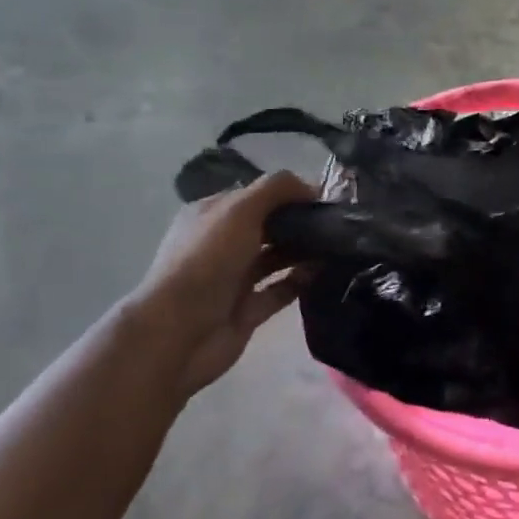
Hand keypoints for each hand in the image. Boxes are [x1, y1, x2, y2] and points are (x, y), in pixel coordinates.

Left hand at [122, 171, 315, 398]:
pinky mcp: (247, 311)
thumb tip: (312, 186)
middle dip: (299, 221)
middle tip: (337, 221)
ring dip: (303, 250)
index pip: (254, 195)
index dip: (287, 193)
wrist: (179, 332)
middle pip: (267, 226)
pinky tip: (324, 270)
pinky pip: (280, 290)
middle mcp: (221, 245)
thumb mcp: (240, 210)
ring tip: (339, 243)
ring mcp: (234, 280)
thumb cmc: (207, 261)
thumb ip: (276, 189)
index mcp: (211, 216)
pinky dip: (301, 281)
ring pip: (275, 258)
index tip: (323, 196)